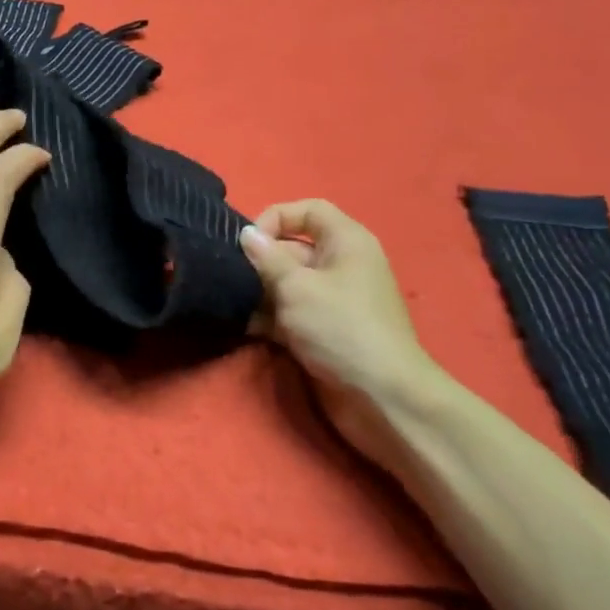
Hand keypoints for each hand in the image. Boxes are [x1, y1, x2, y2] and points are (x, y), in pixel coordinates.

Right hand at [241, 201, 444, 470]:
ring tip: (229, 301)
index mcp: (346, 242)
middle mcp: (340, 265)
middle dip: (260, 260)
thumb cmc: (341, 328)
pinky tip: (242, 326)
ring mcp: (332, 300)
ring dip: (258, 291)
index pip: (308, 211)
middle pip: (292, 248)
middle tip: (227, 274)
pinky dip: (267, 317)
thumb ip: (267, 258)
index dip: (276, 217)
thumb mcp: (297, 287)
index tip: (248, 241)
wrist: (382, 399)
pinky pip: (288, 313)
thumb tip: (246, 234)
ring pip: (285, 283)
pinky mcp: (322, 331)